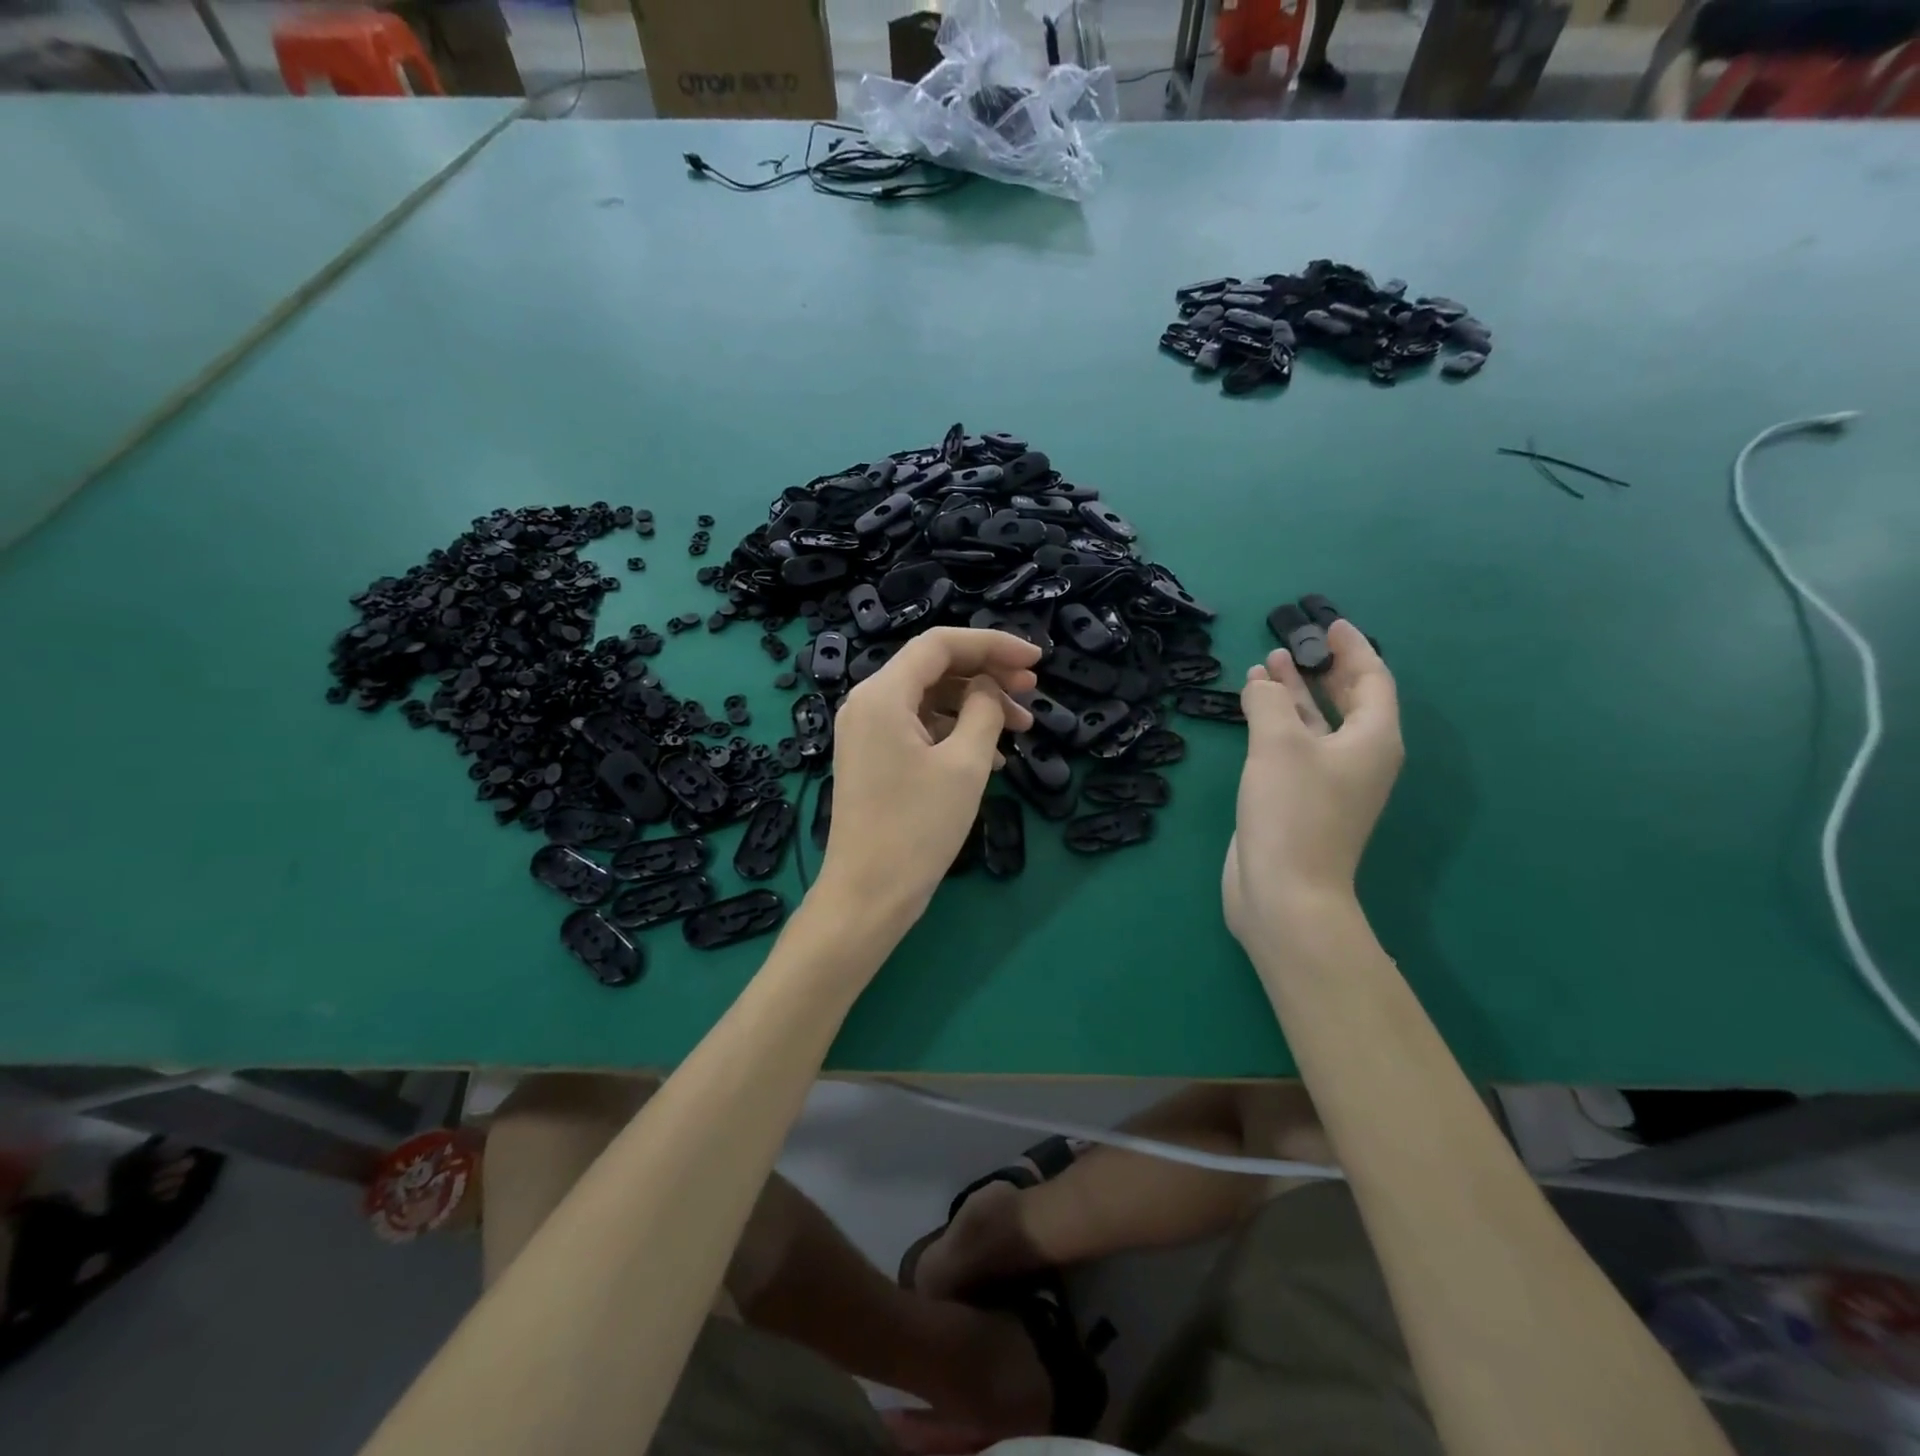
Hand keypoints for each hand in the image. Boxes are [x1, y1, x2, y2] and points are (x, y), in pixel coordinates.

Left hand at [817, 627, 1038, 933]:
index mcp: (882, 694)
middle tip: (1032, 691)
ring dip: (976, 706)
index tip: (1035, 660)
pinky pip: (918, 728)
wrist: (868, 894)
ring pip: (929, 699)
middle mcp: (867, 703)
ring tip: (1022, 728)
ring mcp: (866, 732)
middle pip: (934, 668)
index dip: (992, 644)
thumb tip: (989, 689)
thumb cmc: (917, 828)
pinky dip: (955, 732)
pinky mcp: (873, 758)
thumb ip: (984, 711)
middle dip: (987, 674)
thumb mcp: (965, 764)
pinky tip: (992, 756)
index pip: (940, 644)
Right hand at [1223, 619, 1401, 946]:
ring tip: (1265, 665)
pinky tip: (1252, 708)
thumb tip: (1261, 680)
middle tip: (1294, 640)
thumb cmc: (1293, 811)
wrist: (1285, 891)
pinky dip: (1278, 721)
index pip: (1372, 680)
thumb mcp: (1279, 744)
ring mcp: (1330, 780)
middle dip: (1321, 668)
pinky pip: (1295, 745)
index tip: (1330, 624)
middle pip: (1347, 700)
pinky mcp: (1301, 798)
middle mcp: (1358, 756)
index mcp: (1372, 739)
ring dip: (1294, 692)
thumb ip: (1270, 701)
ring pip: (1317, 722)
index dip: (1352, 649)